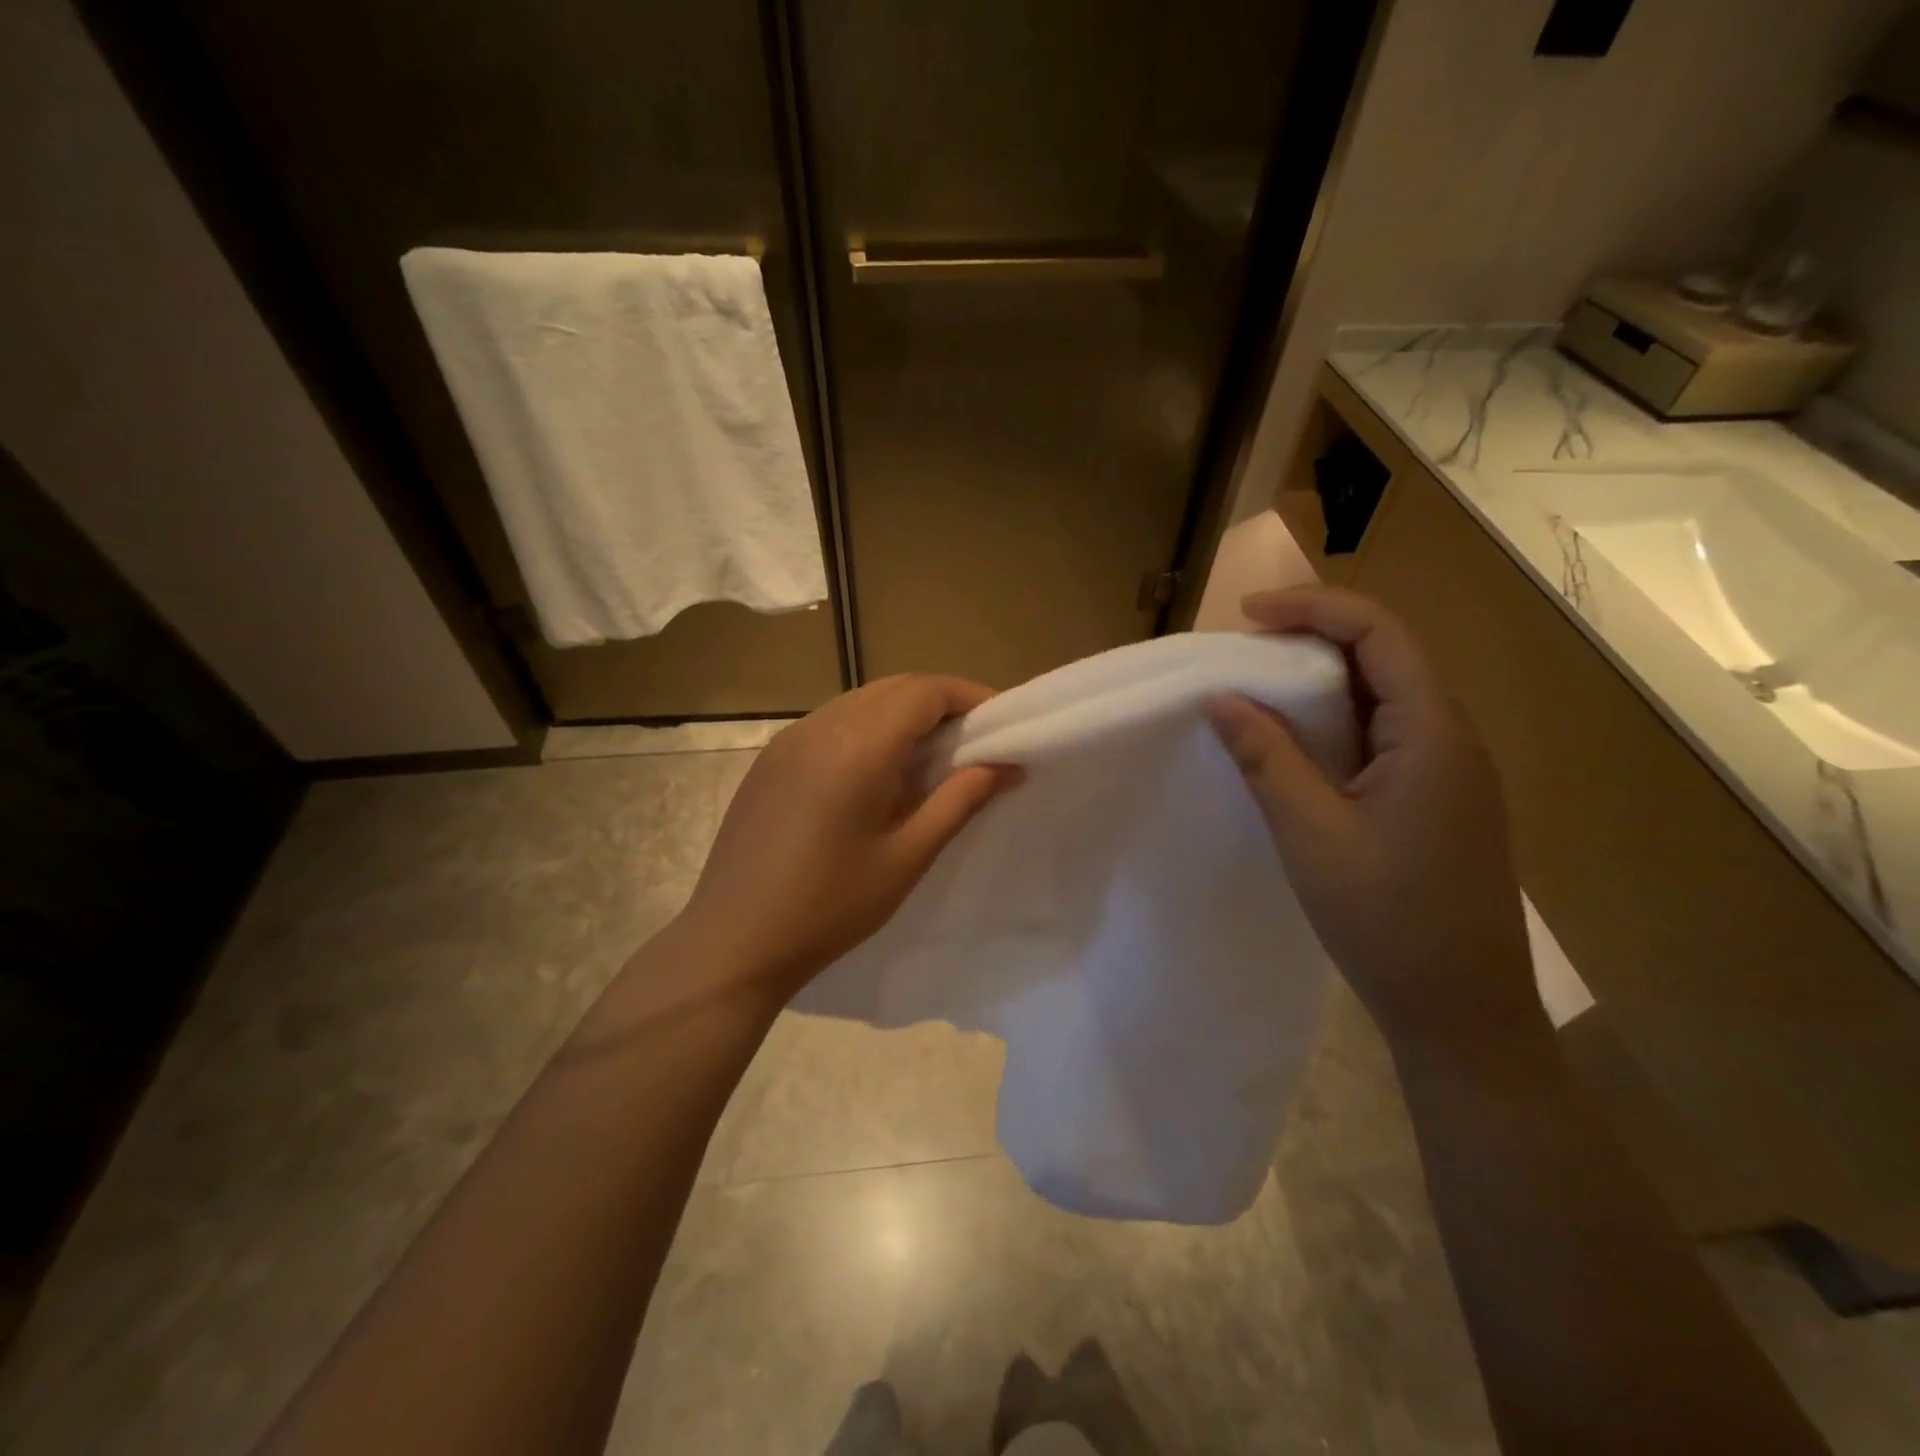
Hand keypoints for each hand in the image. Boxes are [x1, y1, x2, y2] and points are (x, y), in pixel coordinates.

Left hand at [679, 674, 1019, 1001]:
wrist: (734, 940)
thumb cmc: (830, 906)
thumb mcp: (906, 858)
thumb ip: (959, 801)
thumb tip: (1006, 766)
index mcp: (859, 746)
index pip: (926, 692)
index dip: (970, 696)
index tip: (1001, 722)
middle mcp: (822, 725)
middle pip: (895, 687)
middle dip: (941, 701)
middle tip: (975, 738)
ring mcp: (790, 738)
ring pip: (862, 700)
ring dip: (904, 712)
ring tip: (933, 754)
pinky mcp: (771, 758)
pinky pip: (832, 720)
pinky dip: (868, 727)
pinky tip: (878, 770)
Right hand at [1207, 587, 1539, 1049]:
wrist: (1461, 1013)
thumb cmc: (1387, 921)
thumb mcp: (1311, 835)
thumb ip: (1267, 758)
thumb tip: (1221, 698)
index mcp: (1434, 735)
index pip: (1380, 633)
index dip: (1314, 609)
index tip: (1247, 616)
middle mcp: (1452, 738)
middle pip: (1386, 656)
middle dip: (1313, 637)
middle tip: (1244, 648)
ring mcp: (1449, 771)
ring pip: (1384, 696)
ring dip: (1322, 680)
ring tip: (1258, 687)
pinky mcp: (1436, 800)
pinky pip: (1384, 735)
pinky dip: (1335, 721)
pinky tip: (1296, 743)